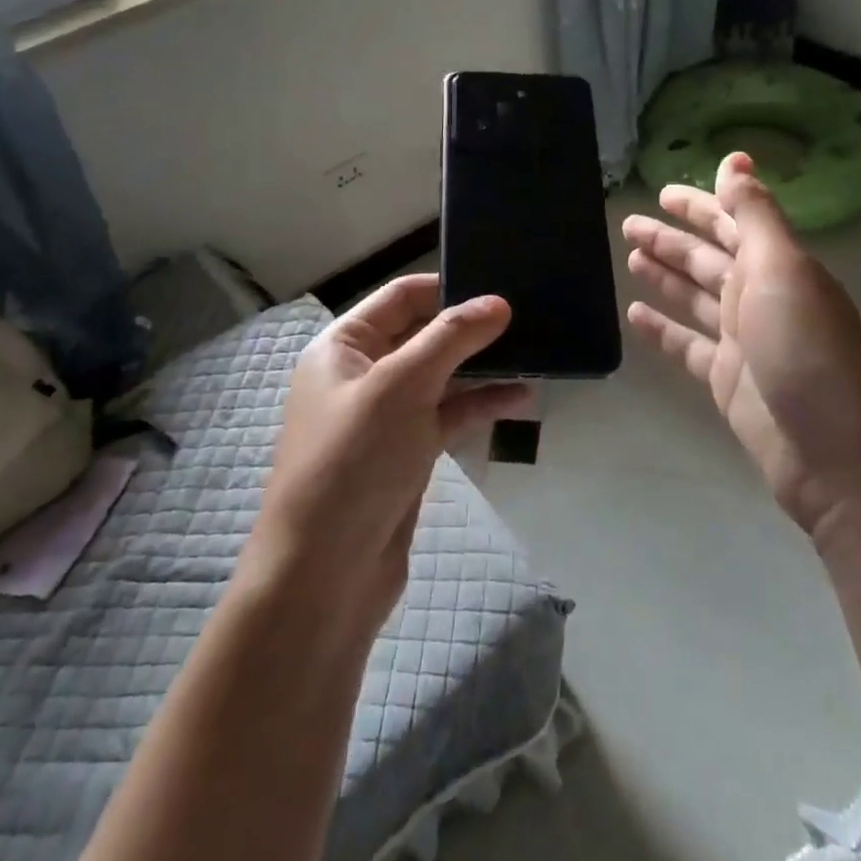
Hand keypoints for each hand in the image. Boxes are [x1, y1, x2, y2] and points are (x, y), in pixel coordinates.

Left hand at [242, 275, 530, 625]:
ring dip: (482, 367)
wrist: (325, 574)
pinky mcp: (406, 453)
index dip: (447, 287)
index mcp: (342, 346)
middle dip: (470, 328)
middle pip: (422, 334)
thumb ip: (450, 338)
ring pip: (440, 377)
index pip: (400, 297)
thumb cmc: (353, 462)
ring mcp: (384, 416)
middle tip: (529, 317)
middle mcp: (360, 374)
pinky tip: (521, 398)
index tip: (500, 286)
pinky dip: (480, 405)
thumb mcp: (400, 387)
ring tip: (535, 354)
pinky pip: (447, 416)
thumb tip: (497, 302)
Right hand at [624, 152, 860, 543]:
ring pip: (694, 298)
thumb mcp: (782, 271)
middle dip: (672, 239)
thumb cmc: (807, 351)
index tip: (664, 191)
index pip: (733, 224)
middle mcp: (761, 298)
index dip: (702, 206)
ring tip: (629, 258)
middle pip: (708, 259)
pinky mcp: (727, 380)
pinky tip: (634, 316)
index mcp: (778, 267)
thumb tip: (735, 160)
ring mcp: (743, 341)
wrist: (835, 453)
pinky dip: (662, 329)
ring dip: (665, 277)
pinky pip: (686, 345)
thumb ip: (754, 216)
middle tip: (629, 224)